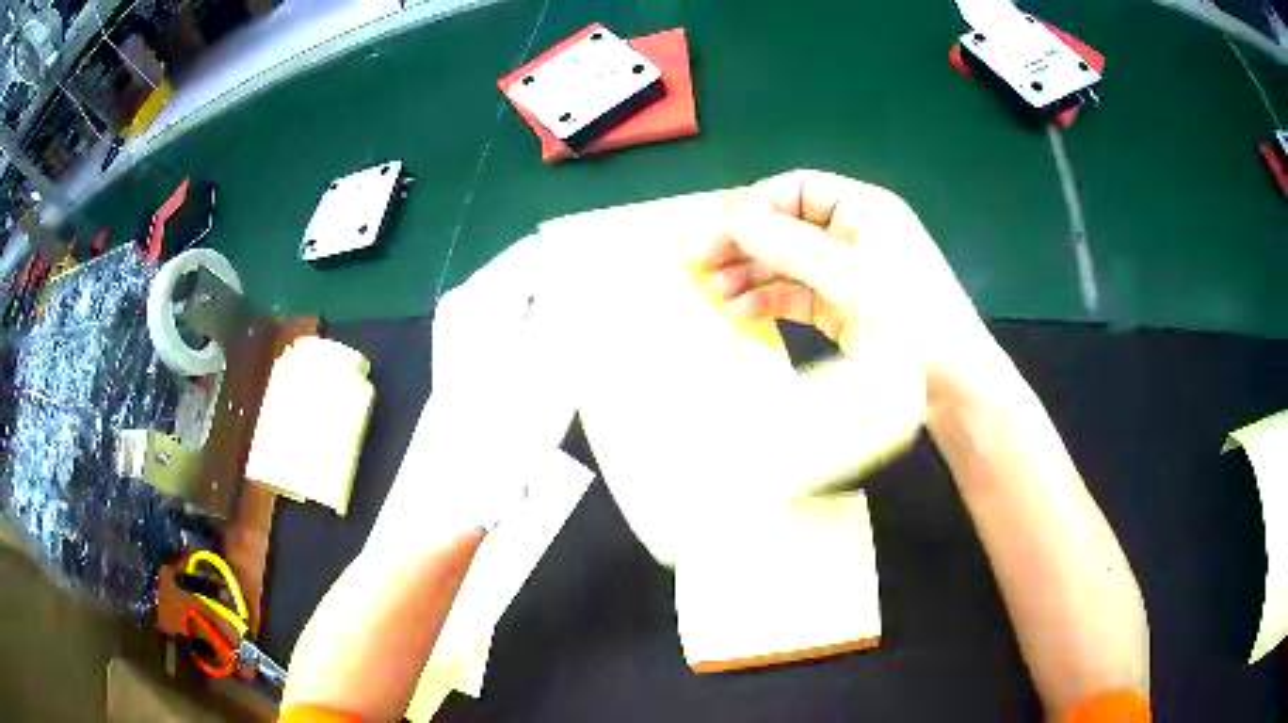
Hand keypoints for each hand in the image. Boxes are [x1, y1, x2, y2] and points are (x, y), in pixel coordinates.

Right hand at [705, 169, 1004, 413]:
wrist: (952, 387)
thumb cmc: (911, 320)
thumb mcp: (851, 279)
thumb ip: (790, 246)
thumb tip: (732, 216)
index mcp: (864, 209)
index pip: (796, 190)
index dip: (754, 206)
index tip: (716, 231)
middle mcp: (853, 235)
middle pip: (786, 226)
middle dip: (745, 243)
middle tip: (701, 264)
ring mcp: (847, 273)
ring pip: (786, 262)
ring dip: (751, 273)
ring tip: (716, 292)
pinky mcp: (841, 308)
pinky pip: (795, 295)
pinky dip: (768, 300)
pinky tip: (742, 310)